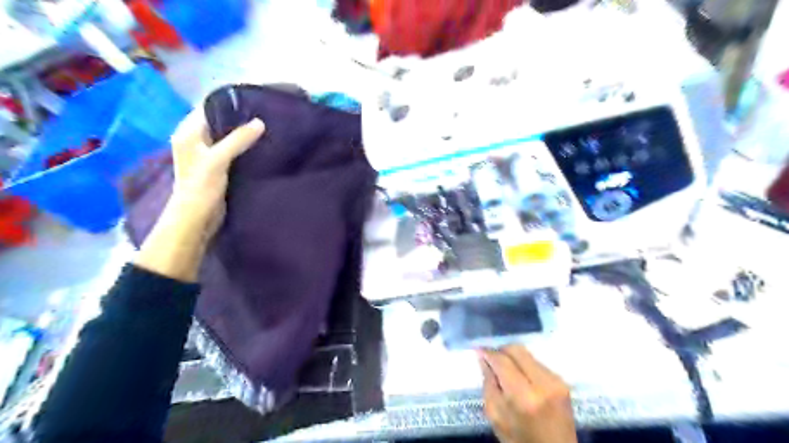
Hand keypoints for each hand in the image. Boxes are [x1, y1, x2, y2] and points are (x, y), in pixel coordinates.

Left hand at [167, 107, 265, 234]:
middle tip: (264, 115)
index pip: (208, 108)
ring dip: (243, 135)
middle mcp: (196, 140)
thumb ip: (238, 140)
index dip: (228, 104)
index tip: (252, 101)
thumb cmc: (201, 186)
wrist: (197, 218)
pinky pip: (232, 151)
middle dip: (239, 119)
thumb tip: (260, 122)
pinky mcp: (218, 167)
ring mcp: (207, 154)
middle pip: (219, 122)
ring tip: (266, 129)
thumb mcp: (218, 159)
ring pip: (227, 137)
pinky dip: (244, 148)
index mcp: (188, 133)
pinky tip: (260, 147)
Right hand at [477, 346, 577, 441]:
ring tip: (505, 370)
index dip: (488, 353)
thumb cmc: (520, 439)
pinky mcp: (563, 382)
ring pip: (527, 354)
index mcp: (523, 397)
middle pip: (517, 350)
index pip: (503, 361)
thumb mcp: (496, 417)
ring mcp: (556, 381)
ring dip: (513, 358)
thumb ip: (488, 384)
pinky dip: (525, 365)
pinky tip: (520, 377)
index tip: (478, 350)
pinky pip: (537, 363)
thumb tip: (483, 358)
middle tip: (491, 358)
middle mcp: (543, 383)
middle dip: (501, 351)